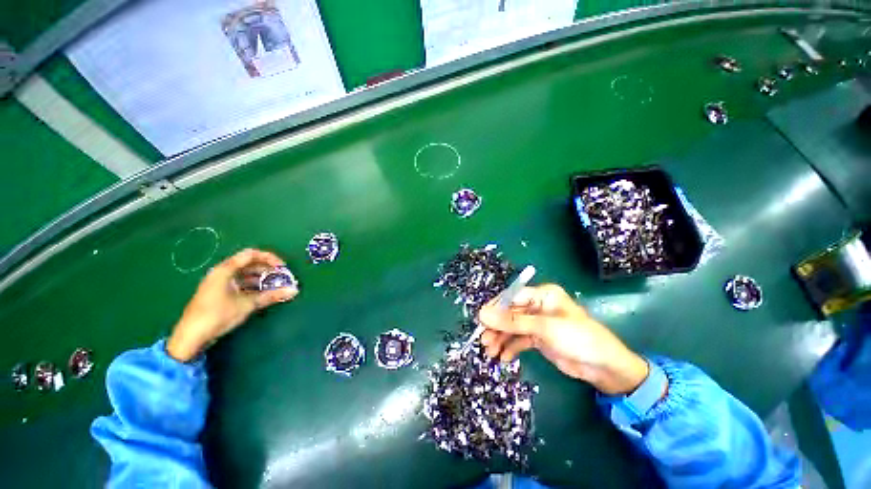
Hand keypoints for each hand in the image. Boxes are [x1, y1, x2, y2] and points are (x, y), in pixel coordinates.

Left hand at [167, 248, 298, 361]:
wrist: (191, 337)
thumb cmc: (218, 315)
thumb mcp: (247, 304)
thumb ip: (271, 296)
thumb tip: (293, 291)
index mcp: (225, 270)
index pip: (251, 254)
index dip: (270, 258)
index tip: (283, 268)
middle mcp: (222, 272)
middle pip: (249, 264)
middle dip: (268, 270)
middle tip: (282, 278)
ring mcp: (219, 283)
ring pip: (246, 275)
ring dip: (262, 279)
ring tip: (276, 287)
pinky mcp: (219, 293)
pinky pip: (240, 284)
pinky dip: (253, 286)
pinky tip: (263, 294)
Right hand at [477, 284, 648, 394]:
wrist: (605, 368)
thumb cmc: (578, 338)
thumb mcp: (543, 328)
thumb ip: (512, 321)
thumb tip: (483, 314)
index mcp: (542, 295)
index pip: (512, 297)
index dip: (496, 308)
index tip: (481, 320)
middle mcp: (538, 306)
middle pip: (510, 314)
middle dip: (497, 328)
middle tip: (484, 341)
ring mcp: (537, 323)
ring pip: (512, 328)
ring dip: (501, 339)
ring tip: (491, 353)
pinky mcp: (539, 338)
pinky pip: (519, 340)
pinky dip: (510, 348)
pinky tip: (504, 357)